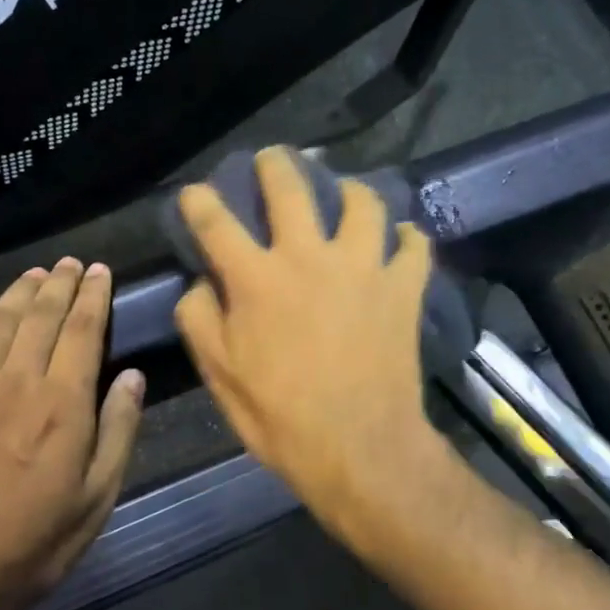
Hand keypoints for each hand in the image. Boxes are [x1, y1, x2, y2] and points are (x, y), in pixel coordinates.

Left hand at [0, 259, 144, 609]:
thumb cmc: (35, 543)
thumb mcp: (97, 498)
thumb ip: (118, 431)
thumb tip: (133, 376)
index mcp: (62, 404)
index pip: (83, 329)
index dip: (94, 295)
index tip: (101, 271)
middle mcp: (16, 382)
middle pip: (41, 314)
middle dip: (61, 282)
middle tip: (72, 263)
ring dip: (20, 290)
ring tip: (37, 273)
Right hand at [173, 148, 444, 539]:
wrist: (359, 450)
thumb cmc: (281, 416)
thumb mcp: (220, 374)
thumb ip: (199, 318)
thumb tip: (201, 282)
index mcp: (257, 278)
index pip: (216, 222)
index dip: (199, 201)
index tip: (196, 194)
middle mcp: (308, 257)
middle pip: (290, 187)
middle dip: (275, 164)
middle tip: (273, 159)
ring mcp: (362, 267)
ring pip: (363, 202)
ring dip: (351, 189)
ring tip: (346, 193)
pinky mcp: (402, 287)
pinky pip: (414, 246)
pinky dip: (408, 238)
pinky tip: (401, 239)